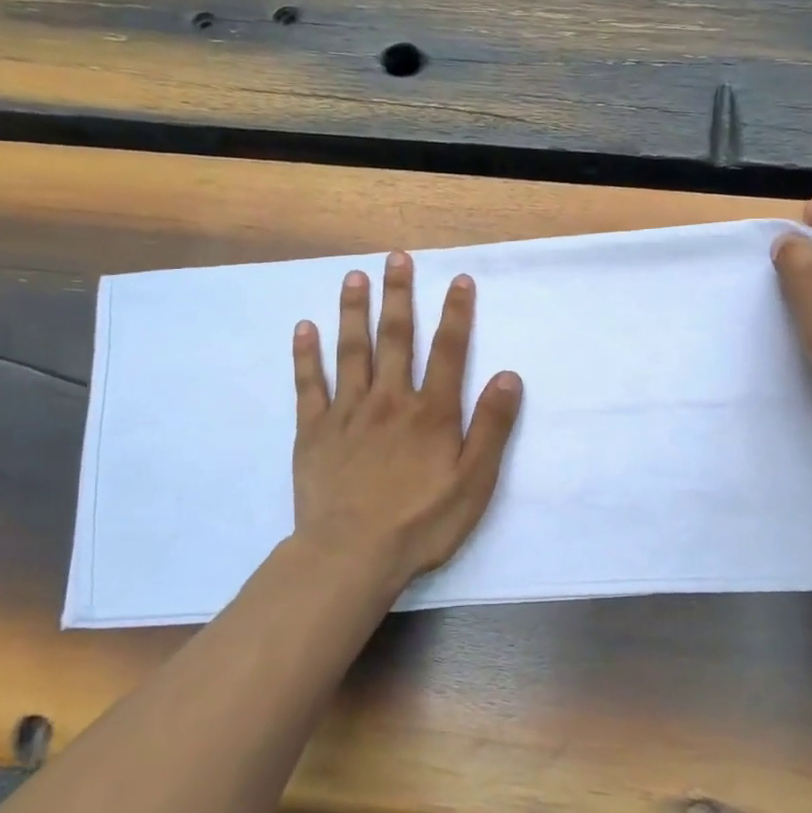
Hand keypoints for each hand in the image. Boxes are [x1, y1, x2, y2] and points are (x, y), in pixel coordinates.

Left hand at [291, 251, 522, 591]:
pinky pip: (308, 384)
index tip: (459, 280)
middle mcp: (389, 400)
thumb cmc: (421, 522)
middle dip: (399, 296)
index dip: (456, 313)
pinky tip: (303, 327)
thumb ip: (492, 428)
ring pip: (351, 350)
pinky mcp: (313, 430)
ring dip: (353, 311)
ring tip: (354, 277)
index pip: (448, 351)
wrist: (352, 554)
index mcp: (431, 412)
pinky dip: (305, 354)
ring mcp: (347, 412)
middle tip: (397, 258)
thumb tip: (508, 377)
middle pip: (395, 338)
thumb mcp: (474, 482)